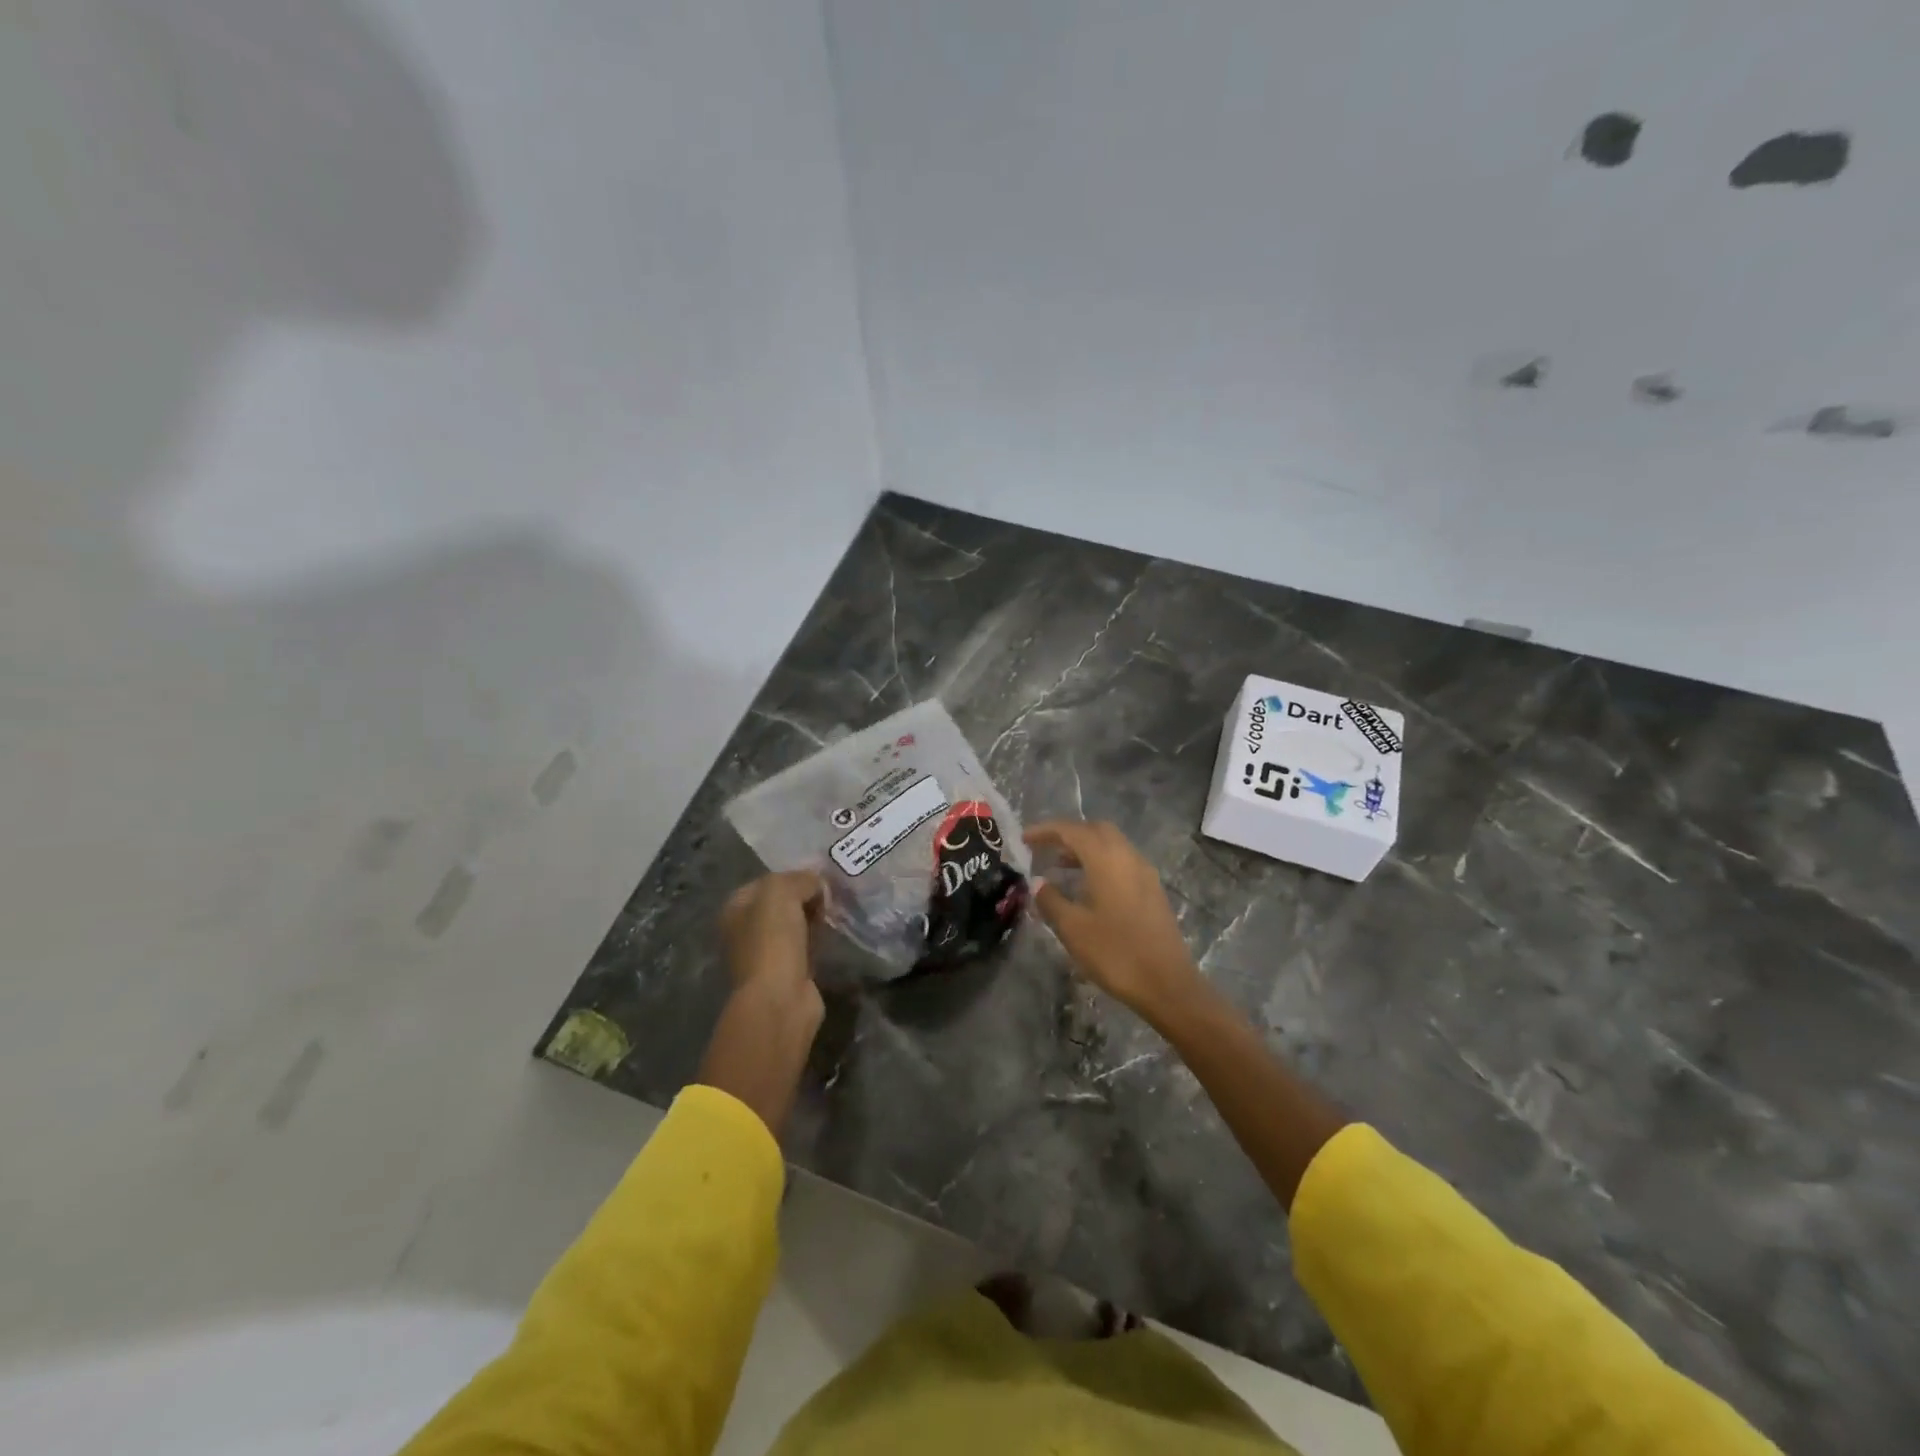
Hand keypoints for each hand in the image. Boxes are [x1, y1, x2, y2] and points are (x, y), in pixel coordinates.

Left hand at [720, 870, 824, 1010]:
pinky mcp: (788, 973)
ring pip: (795, 925)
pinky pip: (806, 946)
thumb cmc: (772, 941)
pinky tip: (834, 933)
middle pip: (782, 904)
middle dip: (806, 896)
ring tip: (837, 910)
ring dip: (815, 917)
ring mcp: (766, 954)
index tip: (820, 876)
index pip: (767, 882)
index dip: (793, 876)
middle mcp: (745, 931)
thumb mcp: (781, 893)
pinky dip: (820, 939)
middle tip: (832, 893)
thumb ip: (799, 879)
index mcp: (735, 909)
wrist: (779, 1000)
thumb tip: (817, 883)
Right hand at [1023, 820, 1204, 1024]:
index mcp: (1107, 859)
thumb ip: (1051, 900)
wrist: (1168, 984)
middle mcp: (1128, 857)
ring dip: (1085, 849)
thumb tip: (1038, 882)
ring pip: (1112, 845)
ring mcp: (1145, 873)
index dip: (1046, 831)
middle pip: (1096, 830)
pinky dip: (1101, 863)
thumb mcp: (1073, 929)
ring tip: (1059, 867)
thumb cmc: (1116, 953)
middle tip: (1044, 849)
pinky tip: (1087, 887)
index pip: (1072, 830)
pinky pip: (1122, 862)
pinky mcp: (1153, 890)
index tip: (1024, 839)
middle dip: (1068, 834)